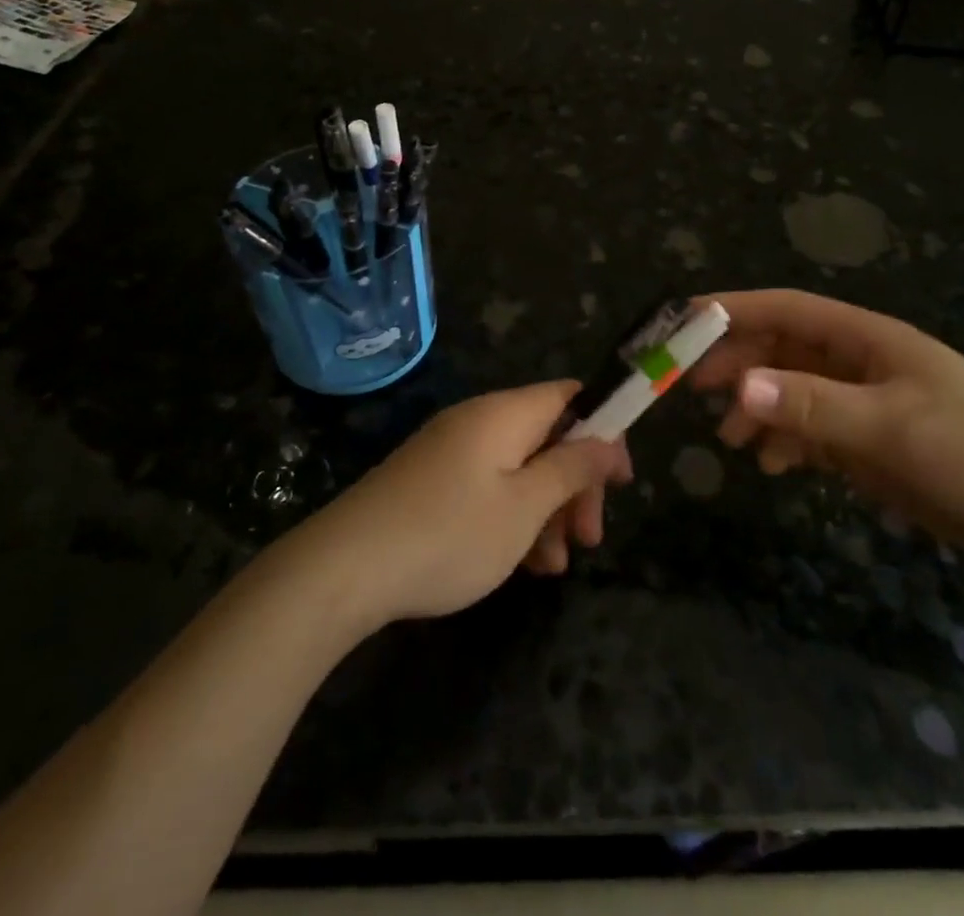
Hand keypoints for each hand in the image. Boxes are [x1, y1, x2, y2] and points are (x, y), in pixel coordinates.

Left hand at [297, 382, 630, 626]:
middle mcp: (479, 420)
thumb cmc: (449, 533)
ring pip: (519, 469)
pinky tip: (518, 565)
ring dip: (546, 511)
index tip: (620, 480)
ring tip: (552, 568)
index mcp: (505, 413)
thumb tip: (608, 440)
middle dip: (576, 485)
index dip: (603, 429)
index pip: (570, 396)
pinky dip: (511, 518)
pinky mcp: (431, 480)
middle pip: (548, 437)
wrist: (343, 569)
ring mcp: (451, 451)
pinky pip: (488, 487)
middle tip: (590, 539)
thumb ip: (572, 468)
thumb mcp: (524, 507)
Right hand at [687, 290, 963, 567]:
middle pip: (782, 349)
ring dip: (758, 408)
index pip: (786, 309)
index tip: (685, 321)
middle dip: (738, 364)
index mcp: (866, 338)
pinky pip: (813, 430)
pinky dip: (786, 441)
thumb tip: (738, 389)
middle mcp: (859, 362)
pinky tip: (773, 464)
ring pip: (793, 391)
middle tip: (693, 388)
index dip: (734, 309)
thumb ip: (812, 406)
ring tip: (730, 440)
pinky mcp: (873, 441)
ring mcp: (866, 402)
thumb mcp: (889, 426)